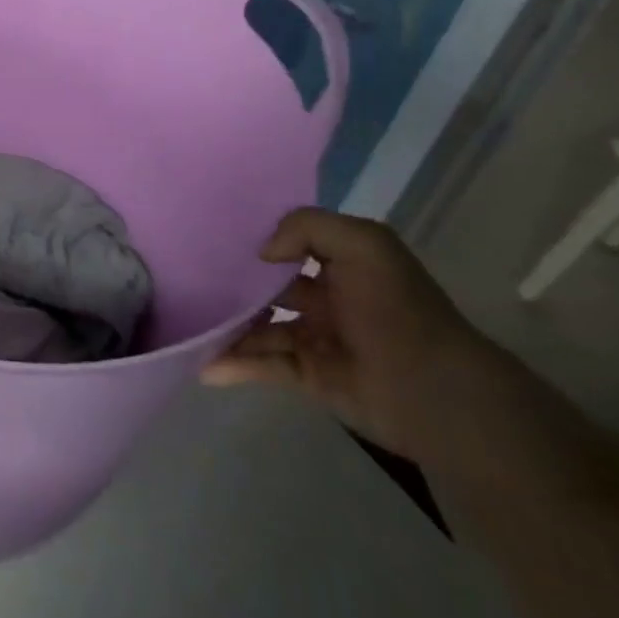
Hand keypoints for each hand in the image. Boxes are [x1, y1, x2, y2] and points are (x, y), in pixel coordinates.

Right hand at [201, 208, 495, 459]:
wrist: (433, 390)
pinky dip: (233, 364)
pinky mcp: (309, 376)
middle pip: (267, 286)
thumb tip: (263, 254)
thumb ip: (307, 227)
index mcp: (341, 265)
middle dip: (231, 283)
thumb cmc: (396, 310)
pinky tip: (204, 365)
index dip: (255, 239)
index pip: (290, 245)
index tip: (211, 235)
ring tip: (187, 324)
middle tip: (186, 279)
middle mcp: (326, 298)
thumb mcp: (364, 244)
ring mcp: (316, 339)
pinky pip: (263, 365)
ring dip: (226, 327)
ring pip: (258, 327)